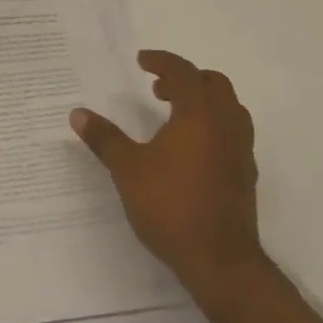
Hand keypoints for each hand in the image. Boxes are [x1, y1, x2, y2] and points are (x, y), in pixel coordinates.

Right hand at [70, 50, 268, 310]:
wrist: (221, 262)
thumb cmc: (171, 206)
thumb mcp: (127, 169)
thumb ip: (104, 138)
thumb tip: (78, 114)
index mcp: (199, 115)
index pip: (184, 73)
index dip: (162, 62)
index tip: (142, 61)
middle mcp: (226, 126)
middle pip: (214, 85)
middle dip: (186, 79)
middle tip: (158, 88)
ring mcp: (240, 151)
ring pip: (228, 109)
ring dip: (202, 101)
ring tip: (172, 114)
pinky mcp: (244, 175)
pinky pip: (231, 133)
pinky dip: (211, 125)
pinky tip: (188, 148)